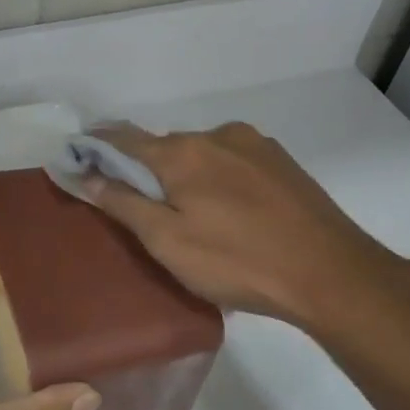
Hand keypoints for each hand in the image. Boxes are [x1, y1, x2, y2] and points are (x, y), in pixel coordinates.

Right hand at [85, 122, 409, 343]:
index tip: (78, 153)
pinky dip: (219, 179)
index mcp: (183, 152)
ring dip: (187, 175)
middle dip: (147, 168)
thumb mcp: (167, 241)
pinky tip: (230, 213)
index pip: (125, 139)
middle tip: (141, 205)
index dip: (97, 146)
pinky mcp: (283, 163)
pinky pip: (234, 163)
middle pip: (166, 146)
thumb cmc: (236, 262)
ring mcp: (256, 146)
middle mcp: (218, 135)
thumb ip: (124, 204)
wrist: (330, 273)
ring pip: (203, 154)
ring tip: (192, 216)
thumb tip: (87, 175)